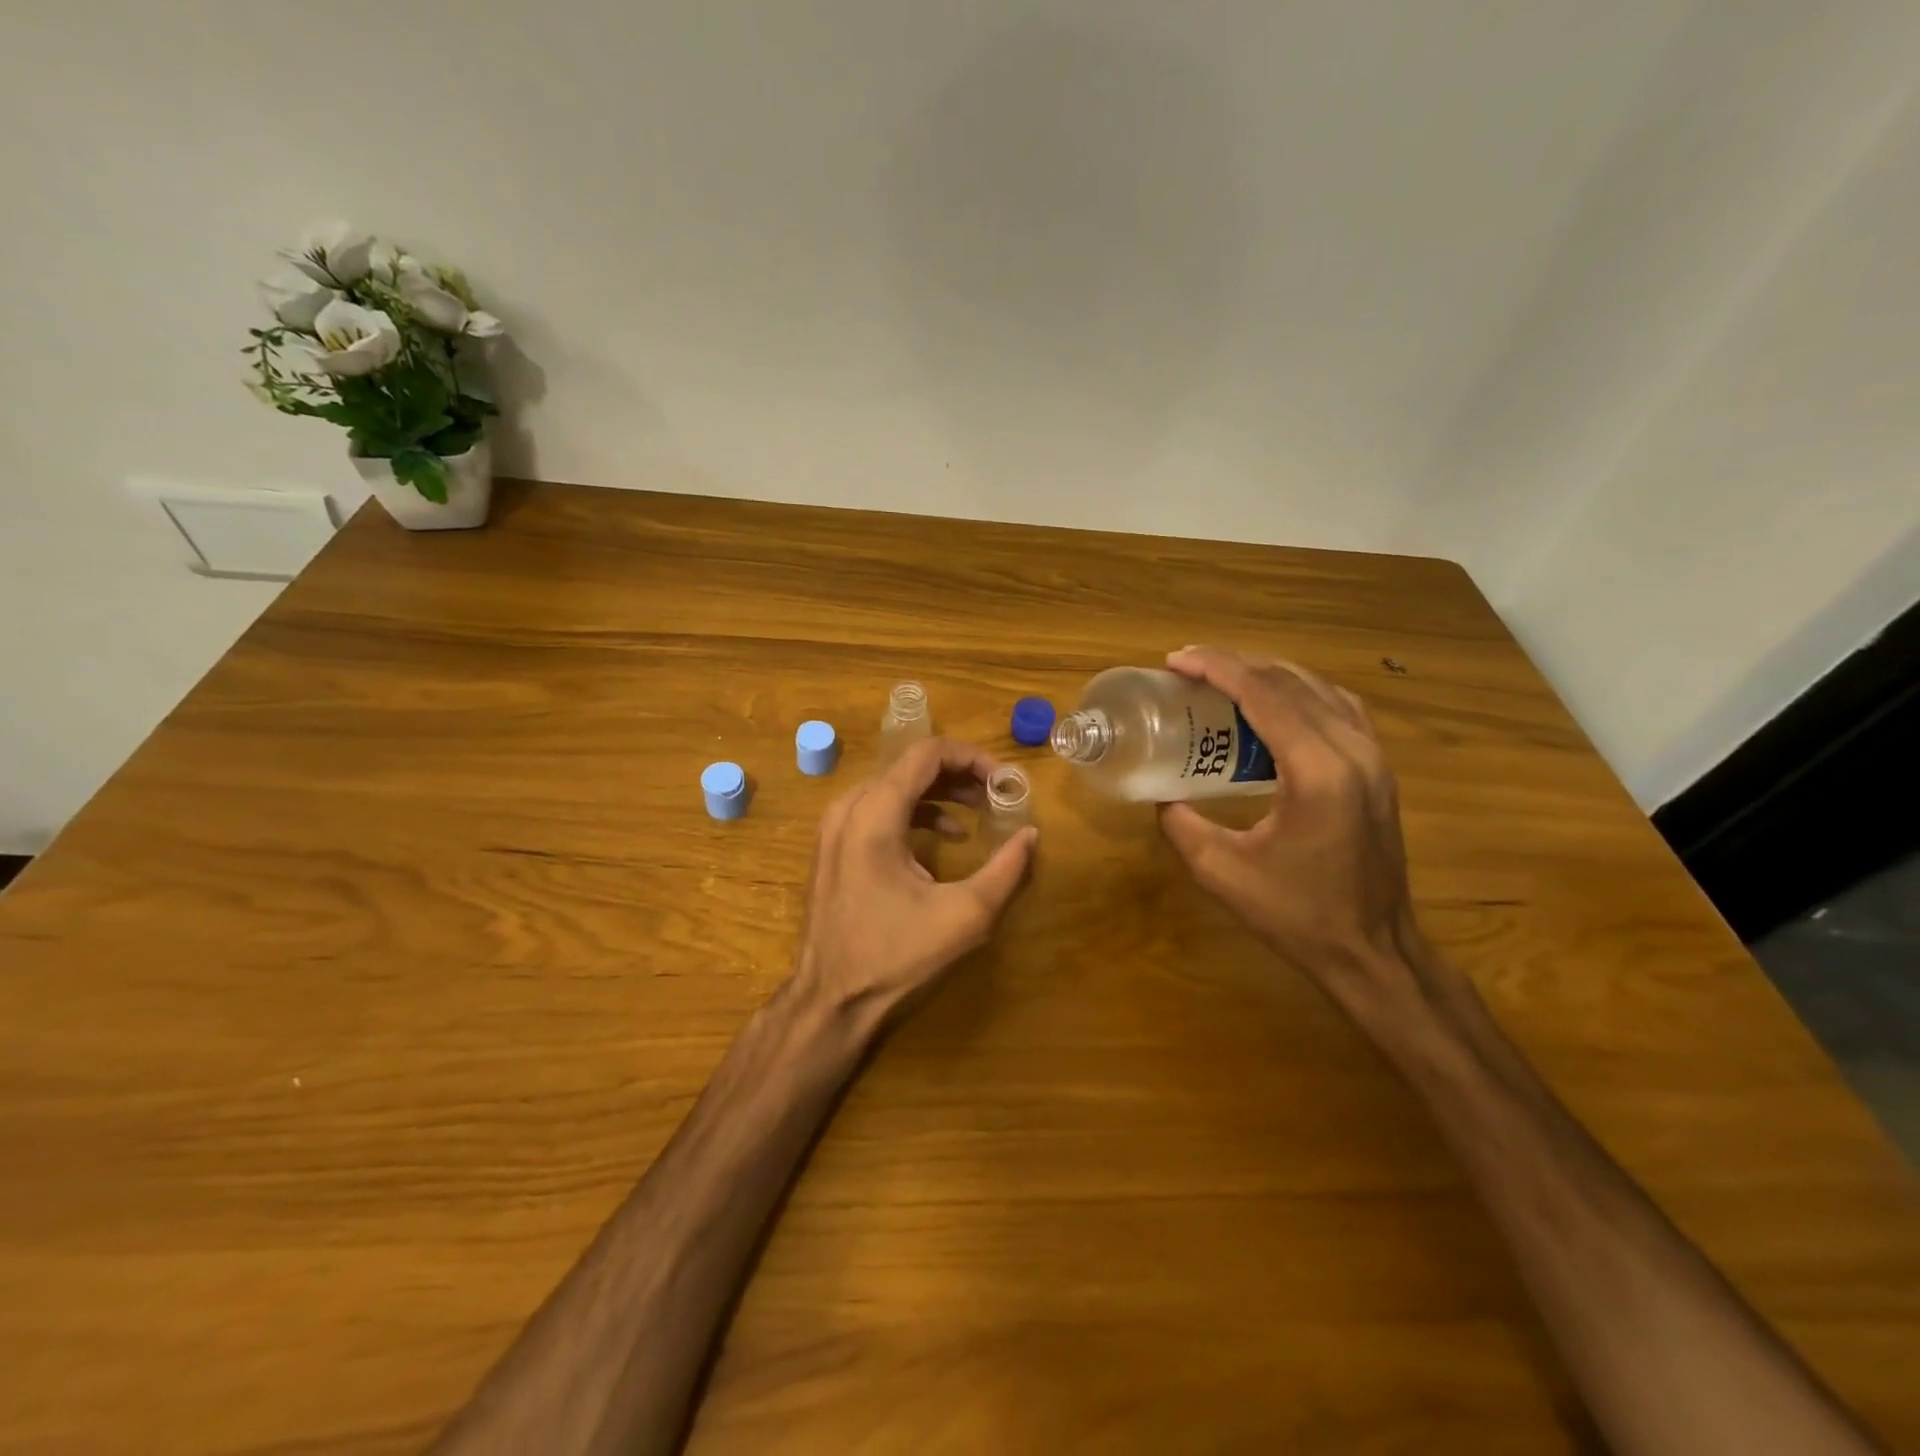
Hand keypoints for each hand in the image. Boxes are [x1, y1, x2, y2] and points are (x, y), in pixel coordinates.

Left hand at [790, 736, 1037, 1026]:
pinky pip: (879, 808)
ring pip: (895, 785)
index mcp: (875, 814)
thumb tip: (1031, 834)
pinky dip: (916, 811)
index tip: (1005, 780)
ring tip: (979, 811)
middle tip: (998, 795)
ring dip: (940, 792)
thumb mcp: (964, 915)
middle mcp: (849, 807)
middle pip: (910, 766)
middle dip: (960, 774)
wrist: (830, 999)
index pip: (927, 753)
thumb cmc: (895, 955)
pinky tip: (946, 836)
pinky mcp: (833, 845)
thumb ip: (1006, 869)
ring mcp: (835, 826)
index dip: (972, 757)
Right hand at [1157, 647, 1434, 1021]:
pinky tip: (1276, 704)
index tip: (1176, 660)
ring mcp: (1374, 758)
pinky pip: (1339, 709)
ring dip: (1269, 674)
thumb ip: (1181, 825)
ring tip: (1224, 677)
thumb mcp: (1221, 872)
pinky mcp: (1378, 771)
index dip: (1217, 668)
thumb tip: (1161, 796)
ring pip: (1320, 689)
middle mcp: (1353, 751)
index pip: (1264, 694)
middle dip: (1237, 664)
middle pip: (1291, 682)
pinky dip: (1301, 692)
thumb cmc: (1297, 915)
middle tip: (1189, 666)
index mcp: (1316, 771)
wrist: (1373, 952)